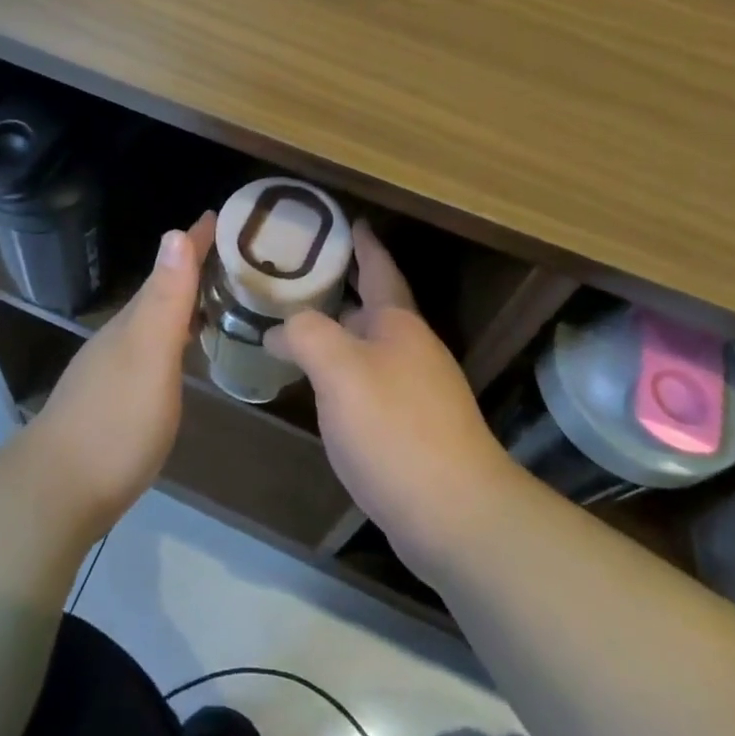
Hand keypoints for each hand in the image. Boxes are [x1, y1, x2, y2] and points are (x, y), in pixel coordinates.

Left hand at [26, 212, 214, 541]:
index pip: (169, 269)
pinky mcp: (113, 401)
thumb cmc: (115, 421)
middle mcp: (121, 337)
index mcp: (134, 322)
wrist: (57, 491)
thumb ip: (165, 300)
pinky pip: (152, 350)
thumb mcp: (149, 355)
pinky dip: (173, 338)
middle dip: (192, 268)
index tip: (219, 215)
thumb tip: (175, 233)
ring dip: (182, 304)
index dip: (194, 242)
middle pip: (161, 291)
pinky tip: (182, 353)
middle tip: (231, 256)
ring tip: (215, 297)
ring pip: (154, 321)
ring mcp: (113, 369)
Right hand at [268, 222, 515, 580]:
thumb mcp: (339, 370)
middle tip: (299, 276)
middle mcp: (413, 350)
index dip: (364, 243)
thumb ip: (305, 334)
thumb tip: (279, 328)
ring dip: (340, 333)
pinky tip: (323, 387)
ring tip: (300, 326)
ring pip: (371, 348)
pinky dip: (344, 373)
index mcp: (399, 324)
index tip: (349, 220)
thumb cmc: (395, 428)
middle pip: (373, 307)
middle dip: (342, 289)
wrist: (455, 515)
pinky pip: (371, 383)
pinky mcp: (415, 429)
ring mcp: (418, 391)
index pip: (380, 268)